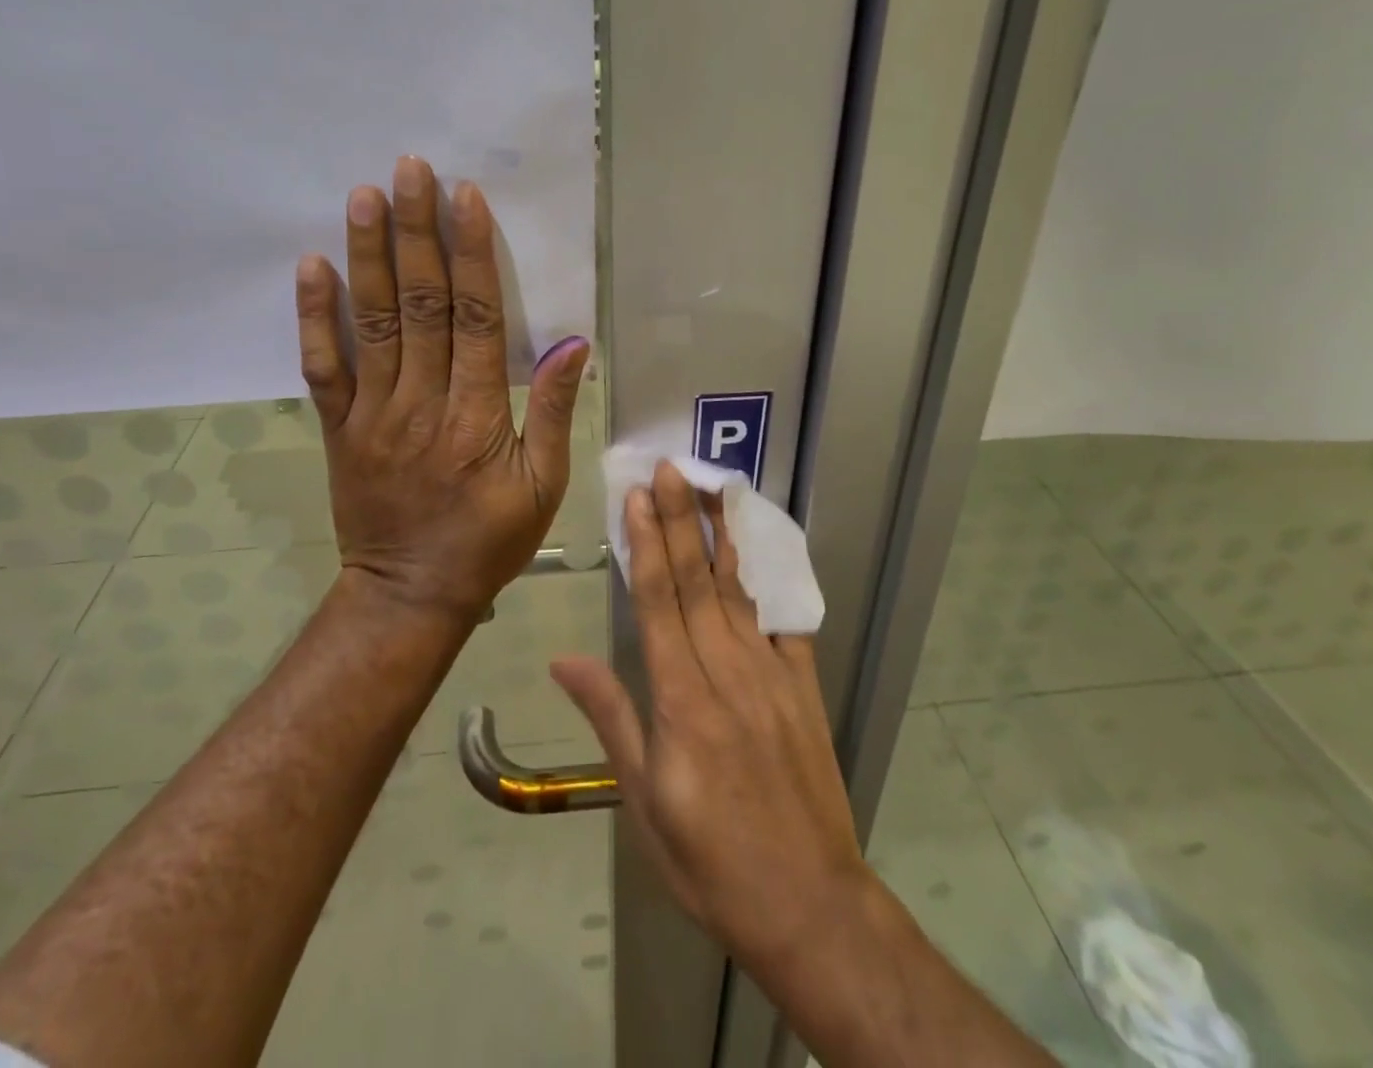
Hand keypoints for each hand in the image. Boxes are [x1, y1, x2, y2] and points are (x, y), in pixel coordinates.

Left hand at [295, 156, 589, 621]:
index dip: (471, 254)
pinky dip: (315, 316)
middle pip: (420, 304)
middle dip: (417, 232)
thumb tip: (572, 344)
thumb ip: (553, 412)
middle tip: (410, 170)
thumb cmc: (488, 541)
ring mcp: (372, 413)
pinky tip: (311, 266)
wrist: (410, 593)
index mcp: (477, 415)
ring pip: (371, 322)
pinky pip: (323, 367)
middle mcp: (422, 402)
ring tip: (363, 196)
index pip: (475, 318)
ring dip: (367, 255)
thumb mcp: (544, 486)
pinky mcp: (339, 428)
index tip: (465, 198)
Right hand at [549, 462, 872, 978]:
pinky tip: (760, 547)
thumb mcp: (643, 801)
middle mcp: (726, 672)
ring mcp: (771, 675)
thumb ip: (610, 718)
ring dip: (720, 535)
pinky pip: (784, 622)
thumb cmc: (709, 859)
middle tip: (671, 469)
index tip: (638, 497)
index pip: (658, 603)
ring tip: (712, 487)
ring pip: (738, 591)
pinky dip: (769, 579)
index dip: (646, 545)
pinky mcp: (803, 686)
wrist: (809, 903)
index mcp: (680, 700)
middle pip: (696, 582)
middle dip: (680, 520)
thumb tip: (564, 659)